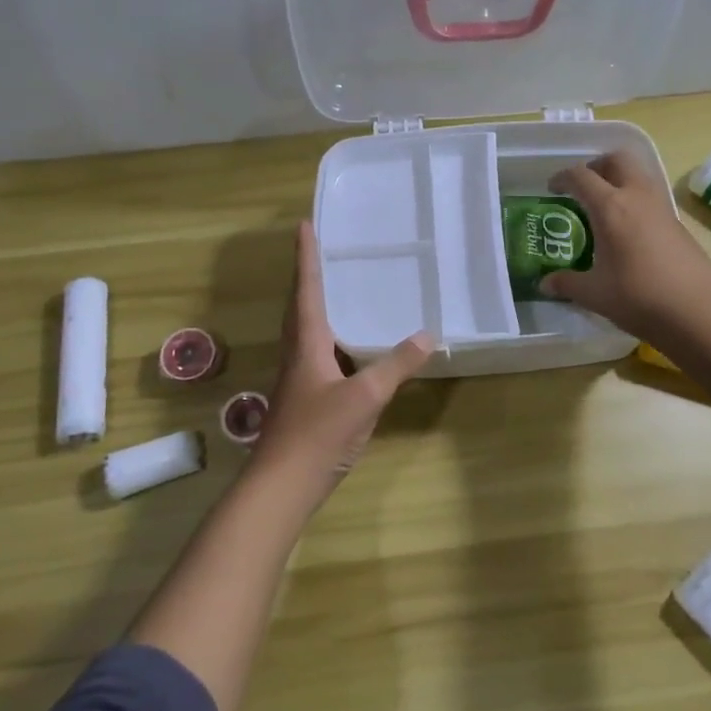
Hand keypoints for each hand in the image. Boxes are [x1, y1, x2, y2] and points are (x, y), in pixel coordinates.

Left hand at [250, 223, 433, 493]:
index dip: (306, 257)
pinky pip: (316, 353)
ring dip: (316, 305)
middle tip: (322, 250)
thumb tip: (428, 335)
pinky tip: (349, 348)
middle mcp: (297, 353)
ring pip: (306, 330)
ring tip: (337, 289)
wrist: (282, 485)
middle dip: (308, 276)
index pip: (306, 289)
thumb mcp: (365, 396)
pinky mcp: (303, 398)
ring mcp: (298, 378)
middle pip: (300, 305)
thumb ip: (396, 365)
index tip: (304, 225)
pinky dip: (330, 337)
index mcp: (306, 343)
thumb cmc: (318, 433)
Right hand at [542, 152, 710, 343]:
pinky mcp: (678, 223)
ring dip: (619, 179)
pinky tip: (627, 229)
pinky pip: (651, 196)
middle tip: (583, 186)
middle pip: (617, 160)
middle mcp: (637, 197)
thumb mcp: (594, 294)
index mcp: (610, 207)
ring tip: (604, 206)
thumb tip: (545, 284)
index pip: (581, 177)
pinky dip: (635, 199)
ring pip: (639, 174)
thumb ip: (567, 284)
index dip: (562, 178)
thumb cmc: (639, 297)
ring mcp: (662, 208)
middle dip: (597, 166)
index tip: (552, 188)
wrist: (699, 311)